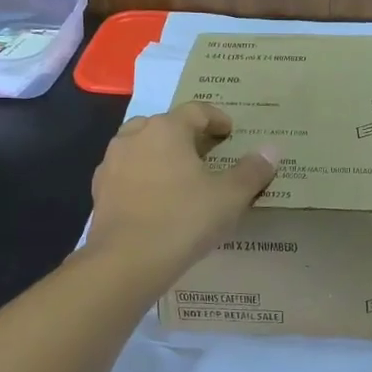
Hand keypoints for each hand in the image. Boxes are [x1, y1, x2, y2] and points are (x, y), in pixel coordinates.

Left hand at [86, 102, 280, 285]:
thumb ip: (253, 171)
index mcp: (167, 129)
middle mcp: (135, 137)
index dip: (217, 118)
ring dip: (162, 154)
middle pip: (164, 125)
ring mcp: (112, 163)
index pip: (196, 110)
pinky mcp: (100, 190)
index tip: (230, 133)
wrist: (128, 260)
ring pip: (141, 147)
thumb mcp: (230, 197)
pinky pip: (128, 173)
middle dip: (186, 135)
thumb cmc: (185, 219)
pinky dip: (144, 177)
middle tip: (206, 153)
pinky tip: (157, 199)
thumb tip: (271, 150)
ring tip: (181, 176)